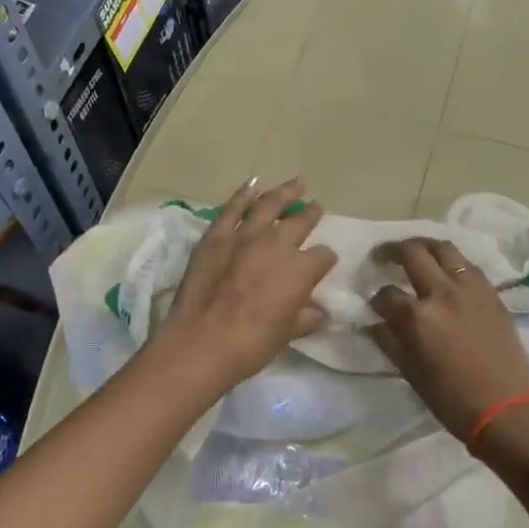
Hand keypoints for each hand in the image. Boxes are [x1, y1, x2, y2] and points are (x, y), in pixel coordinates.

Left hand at [162, 178, 337, 388]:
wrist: (203, 341)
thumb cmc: (252, 343)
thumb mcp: (287, 334)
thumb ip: (306, 318)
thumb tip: (319, 313)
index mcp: (301, 269)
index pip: (323, 257)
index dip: (325, 260)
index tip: (323, 263)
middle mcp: (278, 243)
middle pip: (300, 222)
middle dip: (311, 214)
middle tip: (315, 207)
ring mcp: (245, 235)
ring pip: (269, 204)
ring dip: (285, 192)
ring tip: (296, 183)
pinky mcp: (216, 235)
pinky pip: (233, 207)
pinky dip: (244, 193)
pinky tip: (253, 184)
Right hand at [366, 239, 528, 445]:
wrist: (505, 409)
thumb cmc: (451, 399)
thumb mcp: (409, 372)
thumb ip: (388, 341)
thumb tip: (372, 323)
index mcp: (419, 316)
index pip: (386, 294)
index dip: (375, 298)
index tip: (374, 304)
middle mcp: (443, 293)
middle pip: (413, 253)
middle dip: (391, 251)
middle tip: (382, 255)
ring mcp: (471, 289)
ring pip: (444, 249)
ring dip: (423, 245)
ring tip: (414, 251)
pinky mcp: (492, 293)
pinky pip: (467, 265)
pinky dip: (450, 261)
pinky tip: (445, 270)